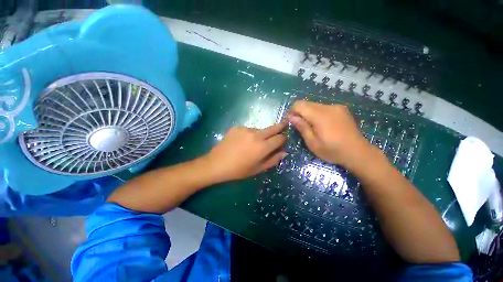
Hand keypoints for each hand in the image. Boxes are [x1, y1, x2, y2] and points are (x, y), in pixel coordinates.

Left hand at [205, 123, 286, 181]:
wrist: (216, 164)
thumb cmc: (239, 170)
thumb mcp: (258, 169)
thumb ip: (273, 160)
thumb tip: (284, 152)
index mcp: (262, 147)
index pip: (280, 138)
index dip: (283, 138)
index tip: (284, 139)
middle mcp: (256, 135)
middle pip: (273, 128)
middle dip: (280, 126)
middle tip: (284, 124)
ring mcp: (246, 129)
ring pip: (260, 129)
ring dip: (261, 134)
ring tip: (253, 143)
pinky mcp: (237, 127)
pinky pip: (248, 129)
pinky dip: (249, 134)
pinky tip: (243, 141)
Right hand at [287, 101, 376, 169]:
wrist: (358, 152)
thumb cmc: (333, 151)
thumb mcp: (313, 143)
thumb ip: (302, 127)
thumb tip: (291, 117)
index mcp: (320, 116)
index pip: (299, 104)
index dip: (292, 112)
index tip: (291, 122)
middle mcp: (328, 107)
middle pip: (307, 103)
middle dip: (300, 113)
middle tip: (301, 126)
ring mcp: (336, 107)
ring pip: (315, 105)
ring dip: (309, 114)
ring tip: (312, 127)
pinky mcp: (341, 109)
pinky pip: (323, 108)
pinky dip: (317, 114)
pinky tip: (322, 125)